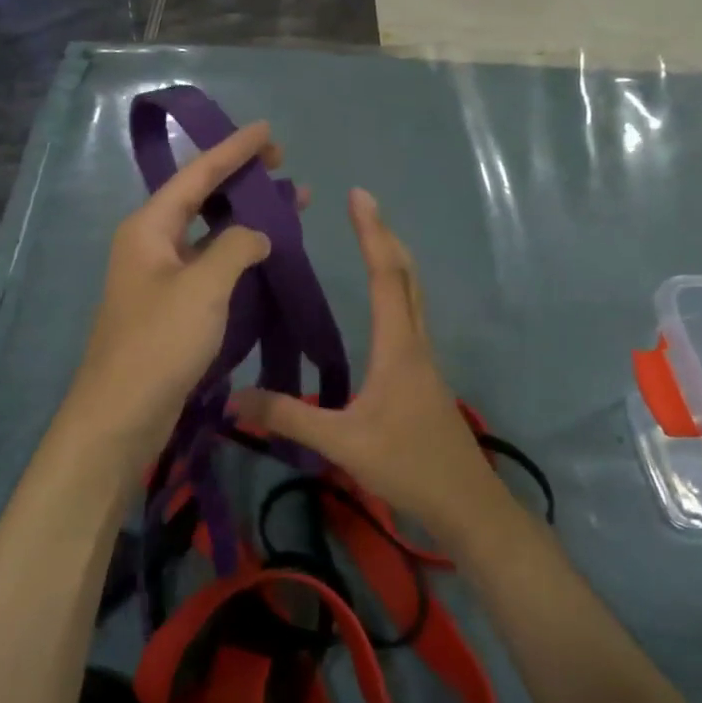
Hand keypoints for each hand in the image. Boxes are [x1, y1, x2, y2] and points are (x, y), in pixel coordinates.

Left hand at [58, 121, 289, 470]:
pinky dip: (238, 255)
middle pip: (200, 199)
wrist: (122, 414)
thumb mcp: (204, 287)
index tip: (269, 131)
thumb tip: (258, 234)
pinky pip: (209, 265)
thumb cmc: (160, 343)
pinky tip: (266, 255)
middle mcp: (150, 244)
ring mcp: (160, 277)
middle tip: (284, 167)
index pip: (196, 175)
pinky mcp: (171, 307)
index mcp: (149, 227)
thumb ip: (237, 247)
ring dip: (246, 219)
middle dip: (242, 181)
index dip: (234, 150)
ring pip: (209, 234)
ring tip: (292, 207)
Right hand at [233, 189, 498, 530]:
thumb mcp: (341, 444)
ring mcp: (424, 362)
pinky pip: (410, 320)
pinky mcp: (423, 380)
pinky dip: (395, 294)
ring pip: (413, 297)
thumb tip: (234, 397)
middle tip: (363, 208)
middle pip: (407, 277)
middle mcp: (415, 344)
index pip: (386, 276)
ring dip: (394, 263)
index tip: (359, 196)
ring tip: (370, 243)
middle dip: (386, 238)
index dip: (371, 233)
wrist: (466, 505)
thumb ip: (288, 418)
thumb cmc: (408, 466)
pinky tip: (379, 308)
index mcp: (398, 347)